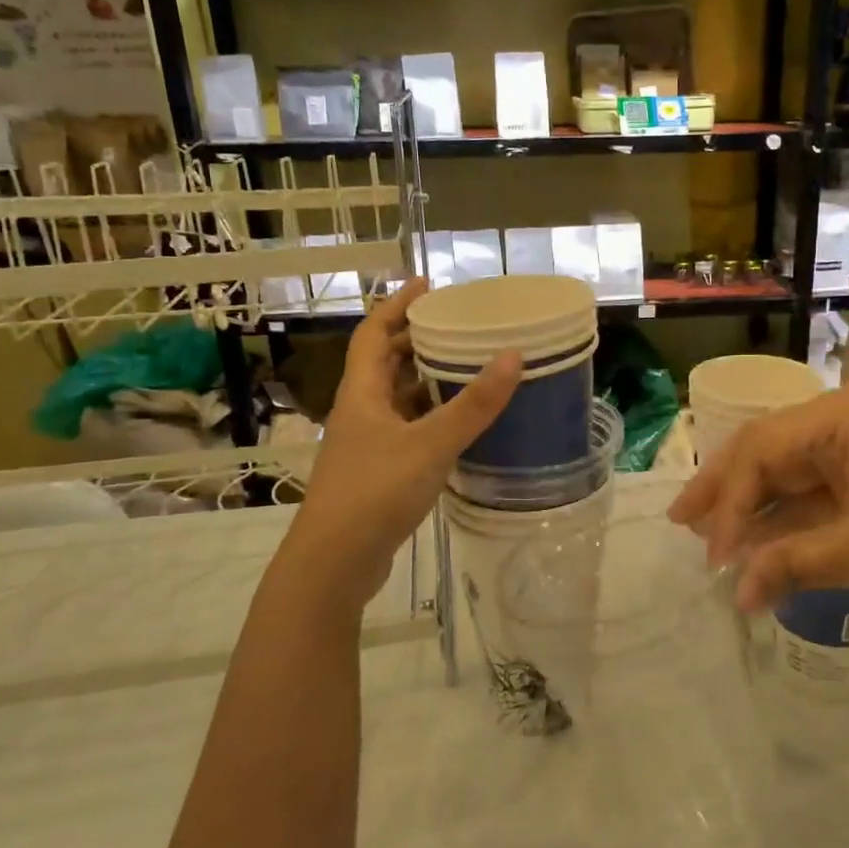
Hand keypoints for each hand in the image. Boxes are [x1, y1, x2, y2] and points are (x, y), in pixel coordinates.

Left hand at [285, 279, 520, 611]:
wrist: (335, 563)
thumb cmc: (376, 492)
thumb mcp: (431, 443)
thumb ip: (473, 405)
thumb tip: (513, 356)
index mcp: (362, 393)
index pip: (374, 333)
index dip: (397, 304)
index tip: (427, 284)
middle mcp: (361, 412)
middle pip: (385, 363)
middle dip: (416, 340)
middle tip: (457, 326)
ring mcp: (366, 445)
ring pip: (397, 399)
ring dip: (425, 381)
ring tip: (465, 368)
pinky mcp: (377, 473)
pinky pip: (407, 430)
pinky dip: (430, 418)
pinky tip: (458, 425)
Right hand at [668, 381, 848, 614]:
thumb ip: (791, 565)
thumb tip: (737, 596)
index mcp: (840, 417)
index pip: (761, 452)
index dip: (729, 504)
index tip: (712, 557)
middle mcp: (845, 421)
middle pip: (768, 453)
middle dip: (728, 493)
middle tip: (683, 524)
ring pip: (791, 473)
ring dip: (757, 510)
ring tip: (713, 539)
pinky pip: (819, 493)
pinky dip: (792, 521)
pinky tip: (764, 546)